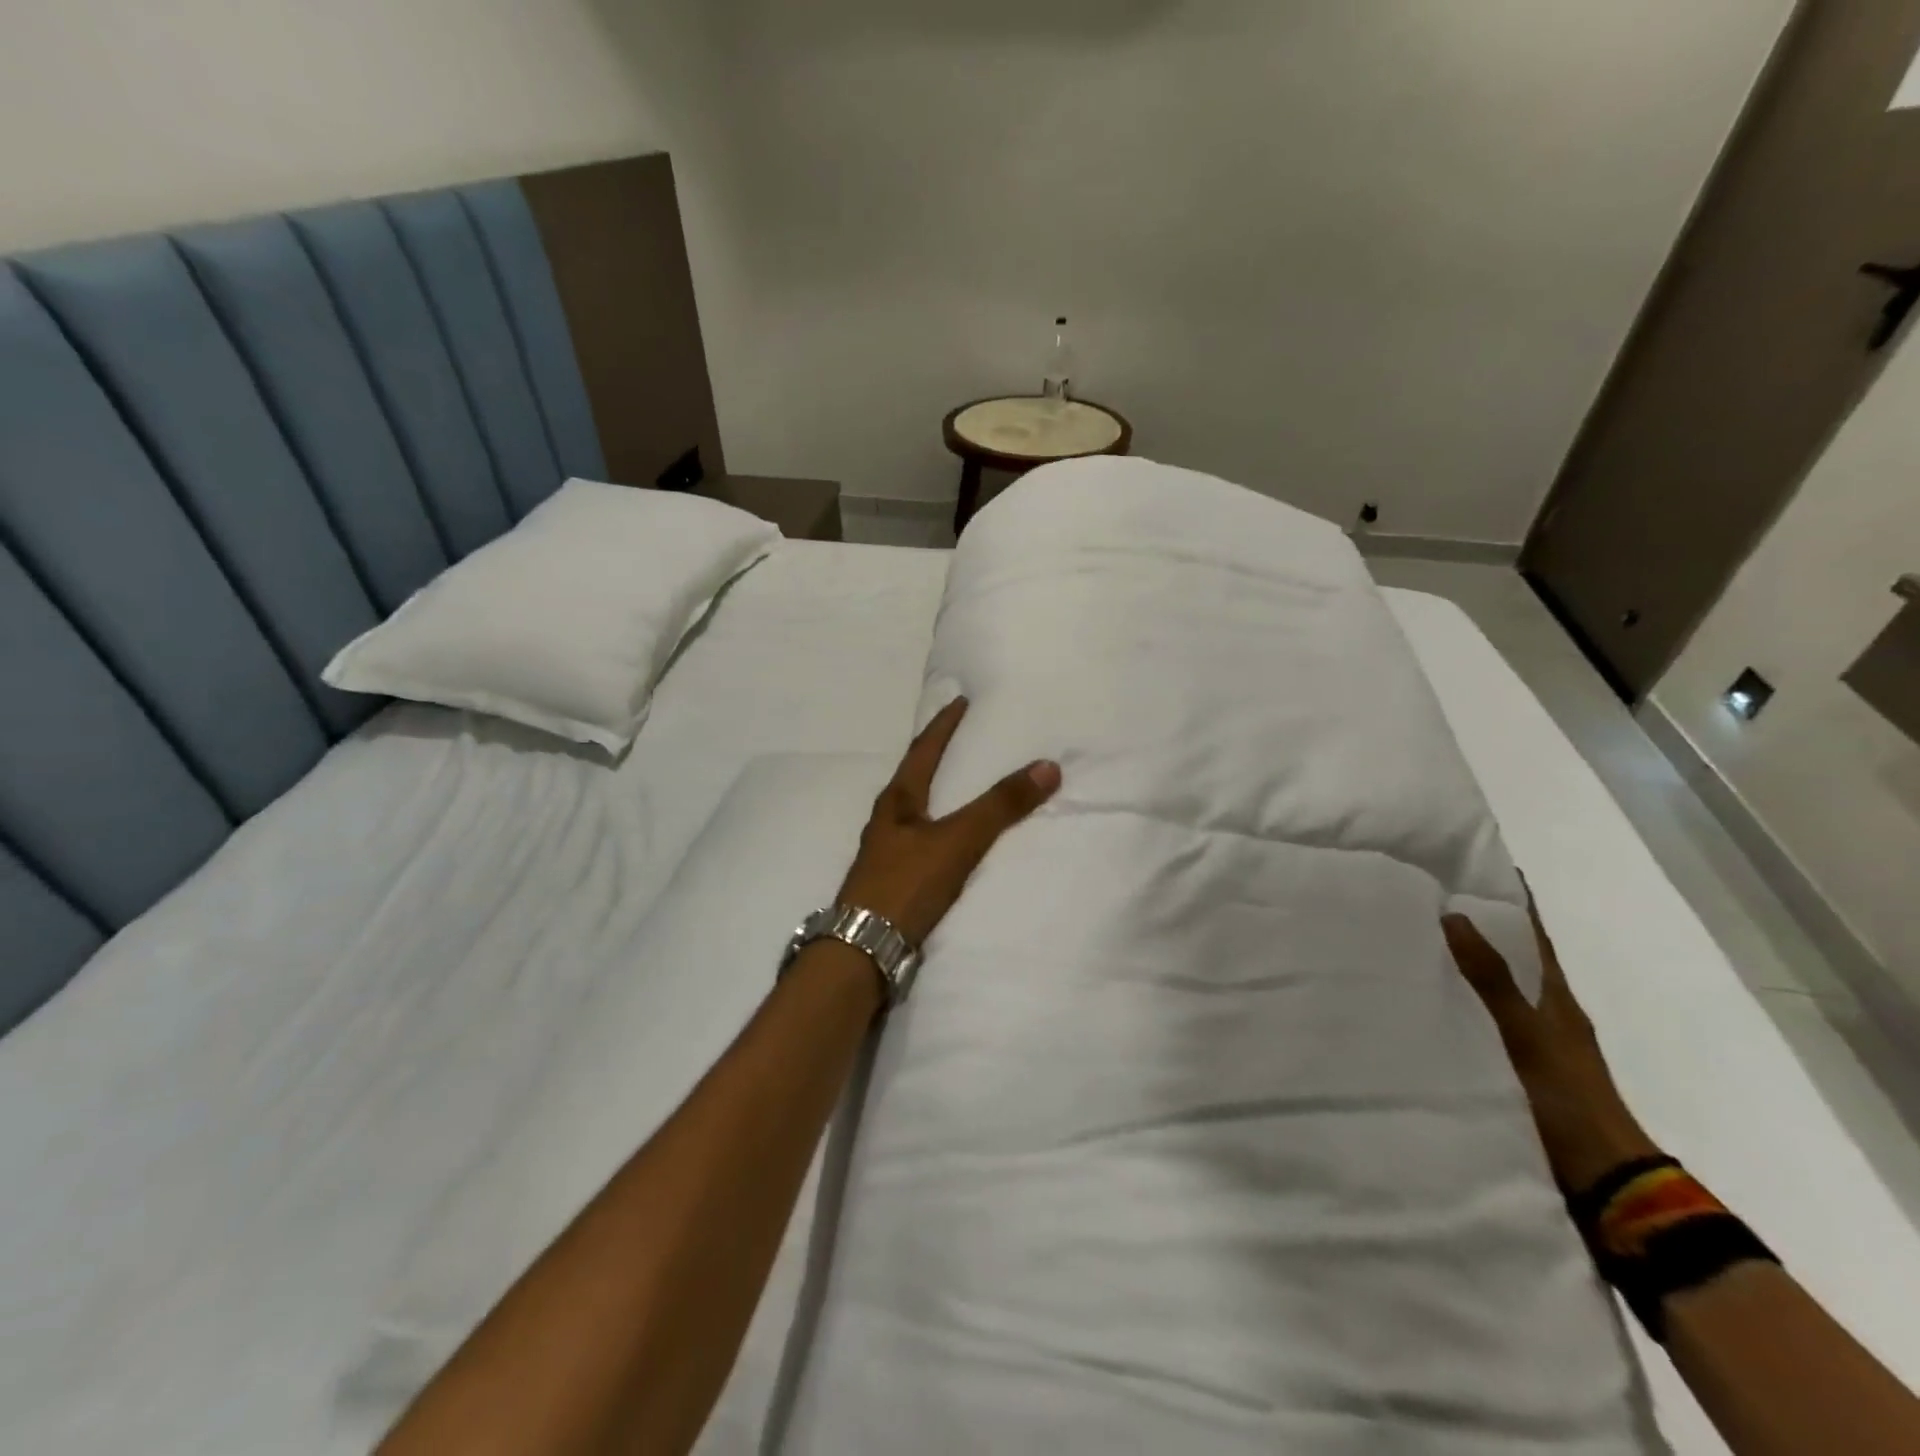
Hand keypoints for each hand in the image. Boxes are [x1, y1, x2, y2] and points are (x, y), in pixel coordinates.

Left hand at [837, 697, 1061, 945]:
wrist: (865, 948)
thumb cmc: (907, 883)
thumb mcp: (958, 840)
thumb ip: (1001, 806)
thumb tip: (1048, 766)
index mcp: (897, 801)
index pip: (923, 750)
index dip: (943, 725)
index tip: (959, 701)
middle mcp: (887, 820)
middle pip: (915, 777)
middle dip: (938, 756)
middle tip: (965, 739)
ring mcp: (887, 852)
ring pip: (916, 810)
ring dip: (939, 794)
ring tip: (964, 787)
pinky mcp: (893, 880)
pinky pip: (922, 841)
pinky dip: (941, 828)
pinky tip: (953, 842)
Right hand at [1443, 888, 1661, 1196]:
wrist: (1603, 1180)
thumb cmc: (1567, 1097)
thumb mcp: (1527, 1034)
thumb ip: (1491, 979)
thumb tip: (1454, 914)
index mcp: (1555, 996)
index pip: (1531, 933)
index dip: (1511, 899)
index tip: (1478, 863)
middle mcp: (1546, 1011)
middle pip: (1511, 956)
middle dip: (1477, 926)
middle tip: (1425, 896)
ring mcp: (1532, 1042)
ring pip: (1494, 988)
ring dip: (1464, 964)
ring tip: (1413, 941)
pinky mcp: (1514, 1068)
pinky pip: (1481, 1019)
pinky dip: (1458, 1001)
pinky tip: (1427, 1001)